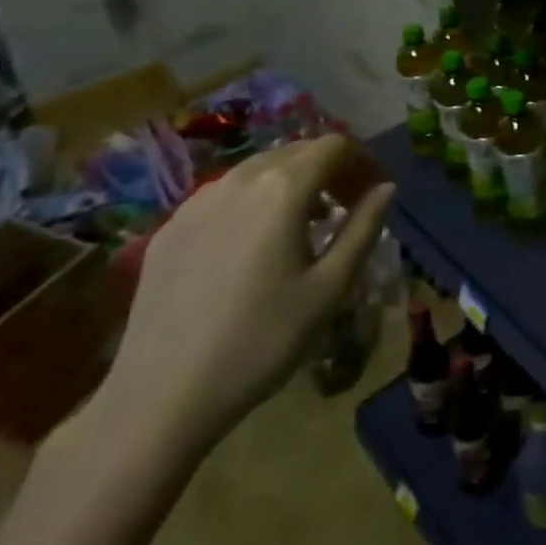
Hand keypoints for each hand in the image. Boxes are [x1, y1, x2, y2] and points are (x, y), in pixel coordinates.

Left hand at [96, 136, 394, 452]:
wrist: (159, 399)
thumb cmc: (260, 342)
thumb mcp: (329, 288)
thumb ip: (364, 228)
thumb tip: (386, 188)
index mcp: (283, 188)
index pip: (335, 146)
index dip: (362, 161)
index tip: (374, 192)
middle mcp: (240, 179)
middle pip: (297, 150)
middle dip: (329, 168)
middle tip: (346, 206)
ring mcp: (198, 201)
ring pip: (259, 168)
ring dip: (291, 182)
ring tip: (303, 225)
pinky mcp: (171, 227)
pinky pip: (225, 193)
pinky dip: (253, 200)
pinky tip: (253, 244)